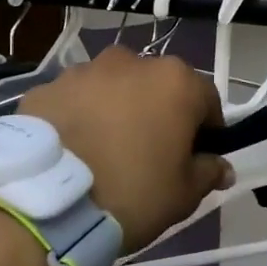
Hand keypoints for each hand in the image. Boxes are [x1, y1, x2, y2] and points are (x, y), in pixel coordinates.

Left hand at [17, 46, 232, 250]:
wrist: (47, 203)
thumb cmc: (131, 194)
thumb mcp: (183, 194)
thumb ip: (208, 172)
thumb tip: (221, 166)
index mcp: (174, 81)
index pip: (207, 101)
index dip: (207, 131)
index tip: (196, 158)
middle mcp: (130, 62)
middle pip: (156, 87)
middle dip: (158, 114)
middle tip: (148, 154)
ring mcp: (82, 71)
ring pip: (112, 90)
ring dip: (116, 111)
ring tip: (103, 152)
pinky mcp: (44, 88)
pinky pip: (73, 101)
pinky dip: (78, 118)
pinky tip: (72, 151)